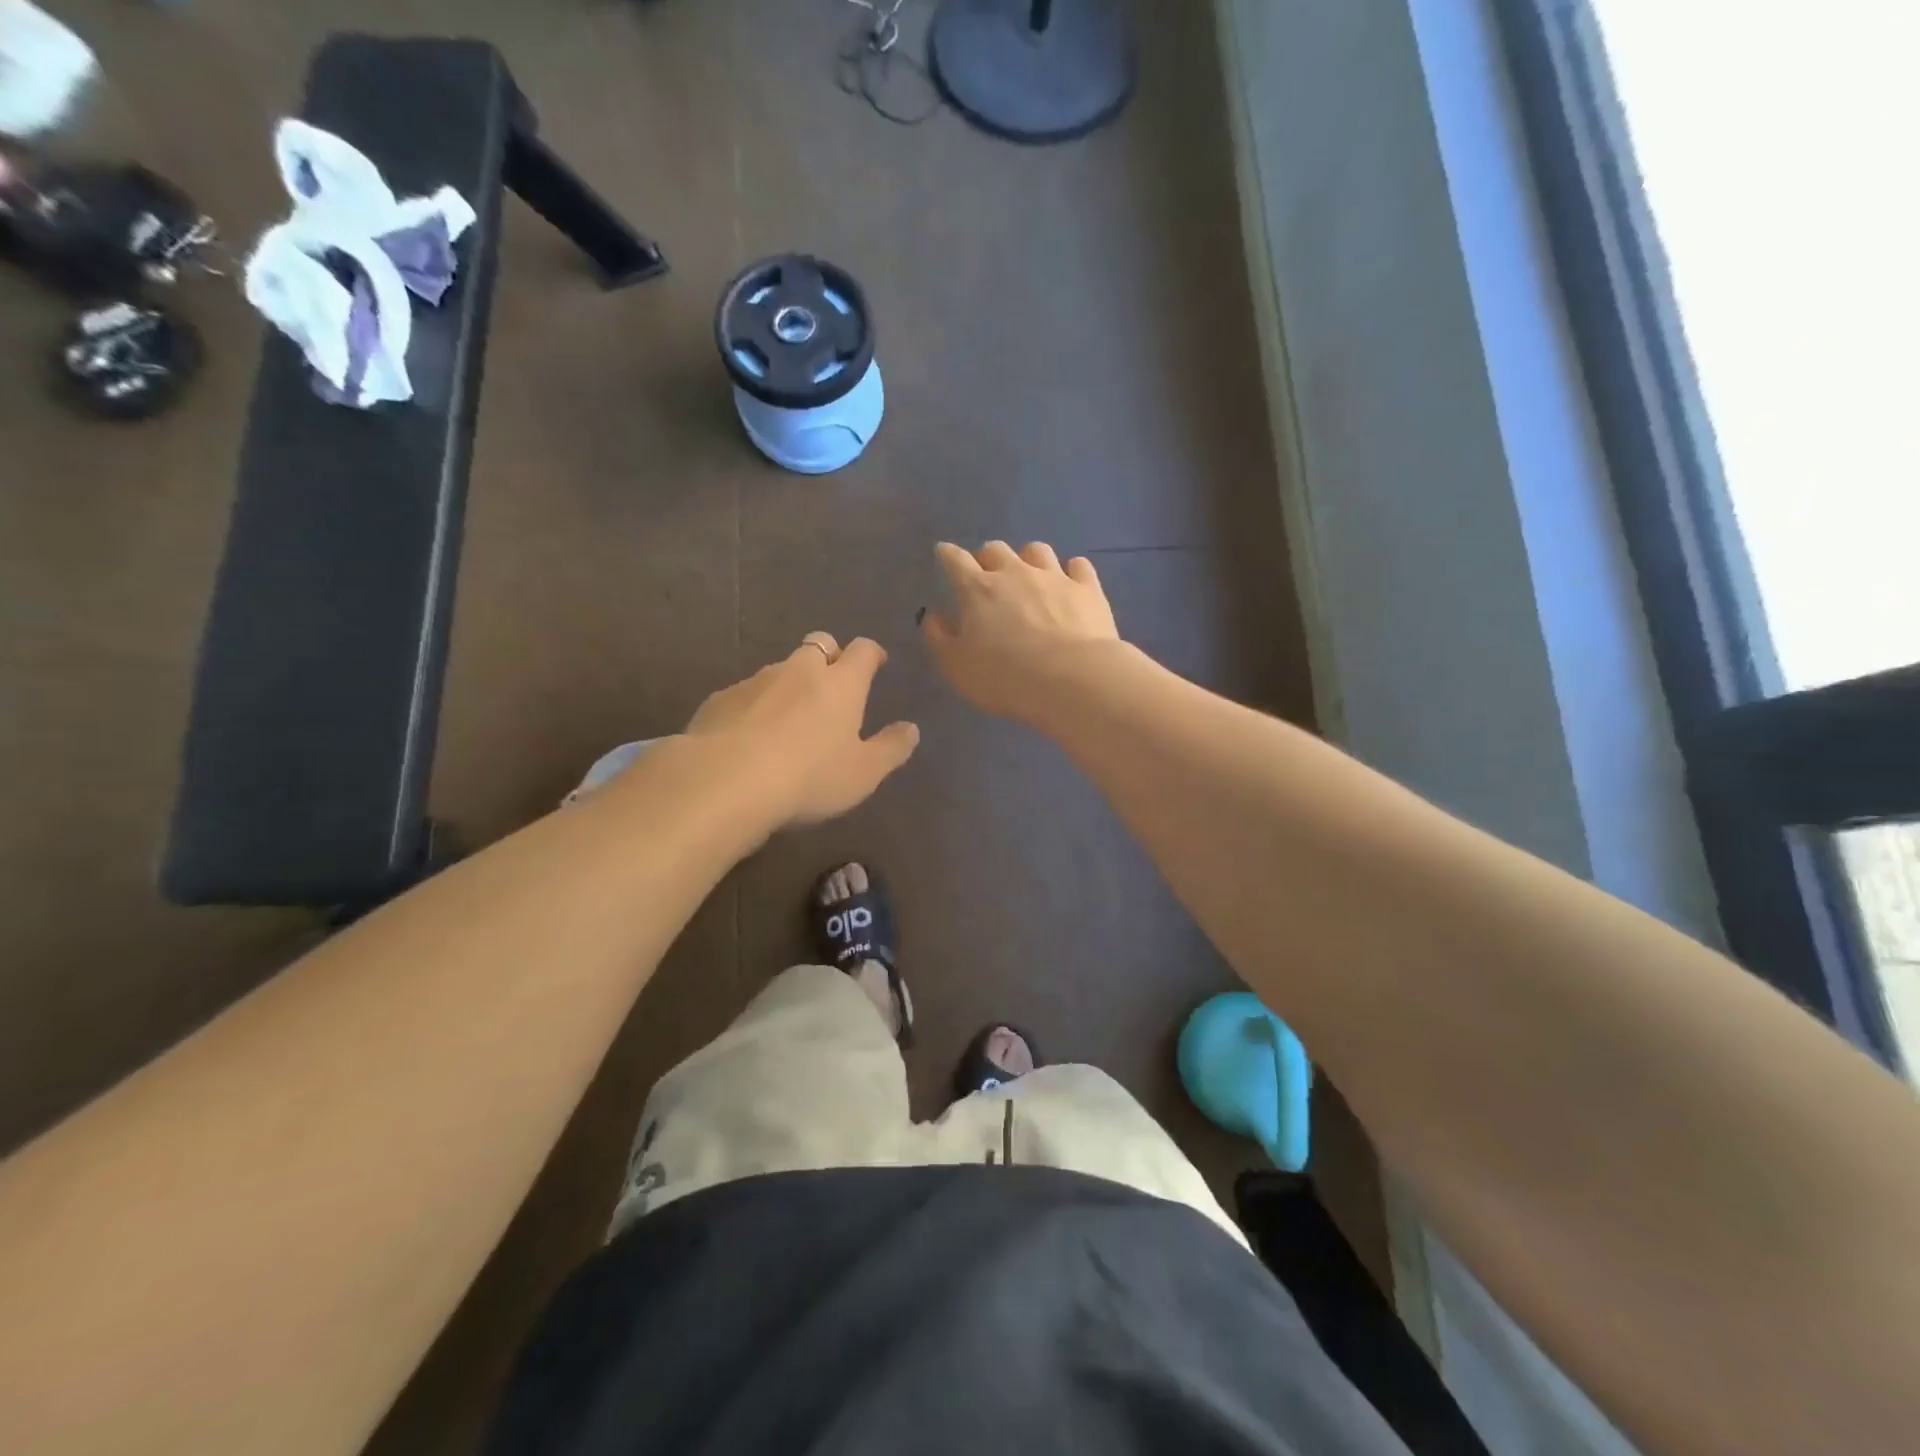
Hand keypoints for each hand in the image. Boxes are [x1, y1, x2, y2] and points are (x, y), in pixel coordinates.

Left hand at [684, 632, 919, 827]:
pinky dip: (756, 706)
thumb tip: (911, 729)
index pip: (863, 650)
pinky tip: (750, 737)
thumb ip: (891, 749)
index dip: (872, 653)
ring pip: (780, 669)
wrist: (724, 782)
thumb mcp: (863, 773)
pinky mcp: (720, 699)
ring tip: (789, 719)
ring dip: (790, 684)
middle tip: (833, 683)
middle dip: (829, 655)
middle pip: (819, 644)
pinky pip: (746, 694)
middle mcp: (799, 670)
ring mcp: (756, 681)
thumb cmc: (809, 777)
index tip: (877, 663)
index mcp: (841, 683)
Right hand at [923, 541, 1119, 720]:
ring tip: (1028, 574)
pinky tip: (1070, 581)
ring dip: (1028, 558)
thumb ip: (940, 638)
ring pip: (1037, 550)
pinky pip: (1078, 566)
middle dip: (988, 558)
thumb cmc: (1005, 677)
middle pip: (996, 549)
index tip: (943, 553)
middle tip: (988, 575)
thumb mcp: (957, 666)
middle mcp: (1015, 573)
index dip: (947, 554)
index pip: (955, 560)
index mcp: (978, 590)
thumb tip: (934, 615)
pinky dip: (1071, 570)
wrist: (1071, 680)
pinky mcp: (1087, 589)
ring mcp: (1054, 577)